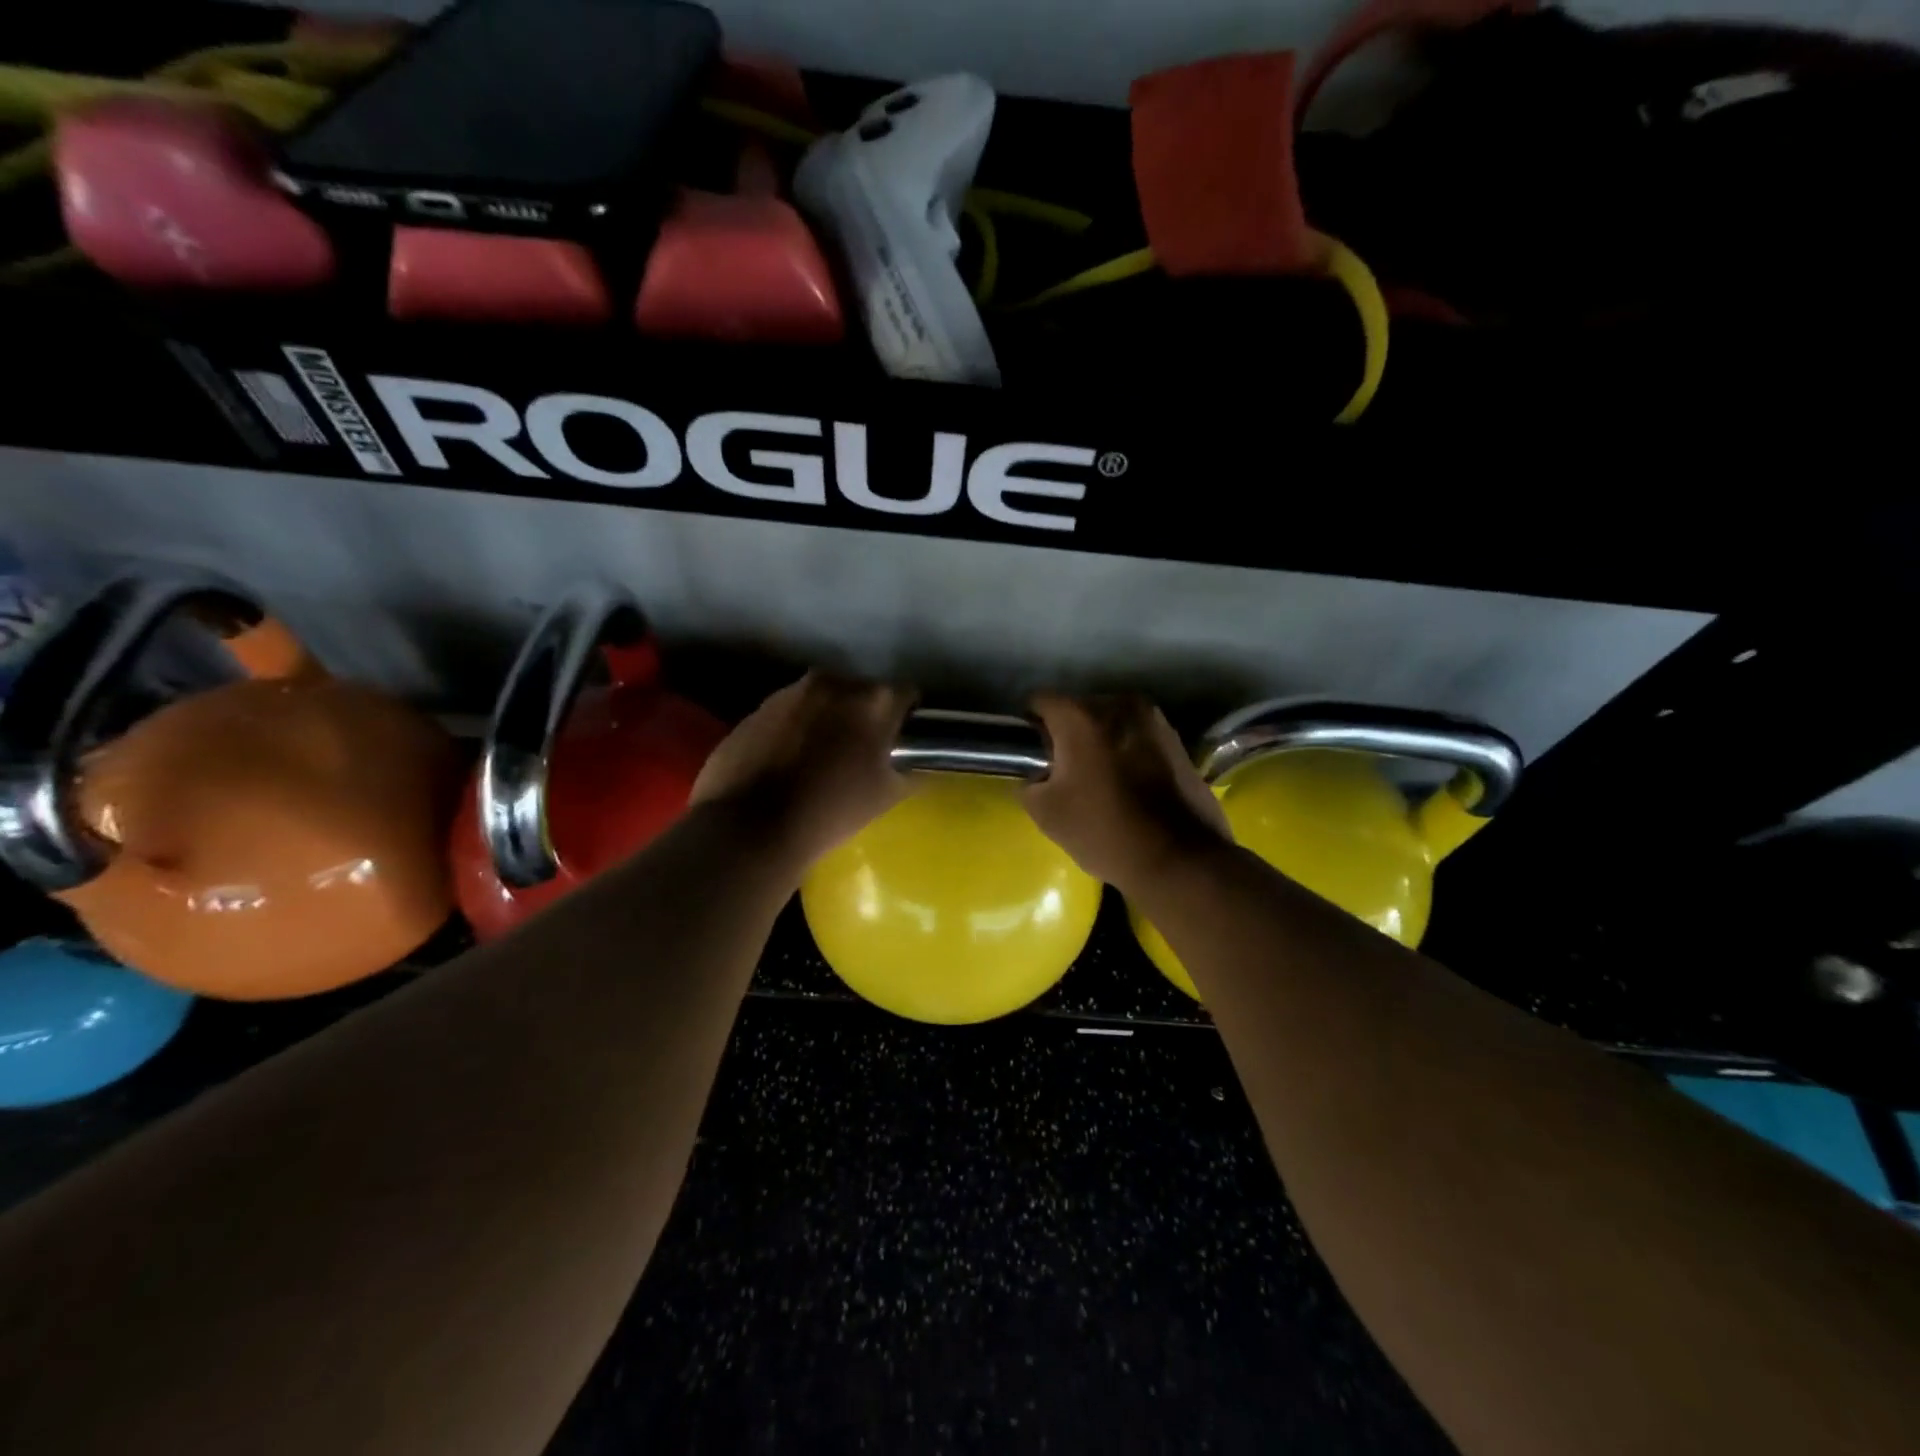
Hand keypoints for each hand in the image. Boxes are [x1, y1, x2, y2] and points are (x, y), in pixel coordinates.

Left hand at [691, 673, 914, 867]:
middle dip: (863, 716)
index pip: (906, 696)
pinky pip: (788, 712)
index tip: (900, 743)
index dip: (906, 720)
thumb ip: (910, 771)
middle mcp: (833, 682)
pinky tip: (787, 762)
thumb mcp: (886, 796)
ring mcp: (790, 692)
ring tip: (819, 758)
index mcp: (874, 700)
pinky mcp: (756, 707)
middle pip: (861, 692)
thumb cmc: (830, 810)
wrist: (750, 828)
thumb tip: (916, 766)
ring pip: (822, 700)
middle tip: (859, 752)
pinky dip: (794, 728)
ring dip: (827, 719)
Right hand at [1024, 694, 1230, 894]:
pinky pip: (1137, 738)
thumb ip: (1030, 782)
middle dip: (1068, 734)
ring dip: (1101, 743)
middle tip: (1065, 773)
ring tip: (1100, 781)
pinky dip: (1127, 753)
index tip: (1033, 756)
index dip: (1030, 727)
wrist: (1181, 859)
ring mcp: (1155, 720)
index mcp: (1082, 715)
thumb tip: (1039, 775)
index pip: (1040, 701)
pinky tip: (1129, 786)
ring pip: (1111, 723)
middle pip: (1079, 709)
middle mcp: (1120, 704)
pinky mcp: (1178, 741)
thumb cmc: (1105, 830)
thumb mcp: (1045, 812)